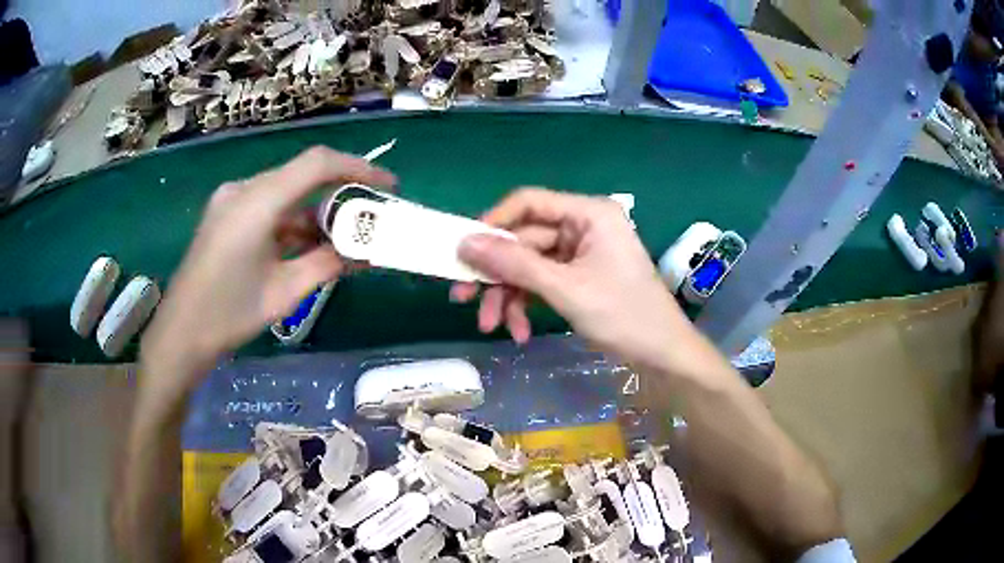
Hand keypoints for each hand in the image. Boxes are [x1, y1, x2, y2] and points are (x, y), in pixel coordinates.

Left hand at [140, 147, 395, 386]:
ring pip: (286, 191)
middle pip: (302, 174)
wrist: (180, 334)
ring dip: (316, 209)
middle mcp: (243, 189)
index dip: (358, 168)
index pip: (317, 164)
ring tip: (344, 235)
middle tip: (369, 214)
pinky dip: (293, 219)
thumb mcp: (285, 292)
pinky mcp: (226, 214)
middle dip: (340, 190)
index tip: (388, 187)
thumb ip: (328, 264)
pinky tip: (309, 242)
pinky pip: (268, 205)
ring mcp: (231, 200)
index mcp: (257, 202)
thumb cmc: (230, 315)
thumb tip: (365, 252)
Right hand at [453, 188, 695, 372]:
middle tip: (463, 300)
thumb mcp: (565, 289)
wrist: (662, 355)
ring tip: (494, 327)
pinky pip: (541, 283)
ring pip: (528, 266)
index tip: (464, 251)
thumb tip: (464, 243)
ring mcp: (580, 253)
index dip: (493, 224)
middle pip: (524, 240)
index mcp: (588, 213)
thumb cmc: (623, 315)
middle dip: (498, 275)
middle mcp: (582, 226)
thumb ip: (514, 264)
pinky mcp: (578, 277)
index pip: (528, 203)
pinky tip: (520, 332)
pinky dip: (527, 305)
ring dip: (509, 296)